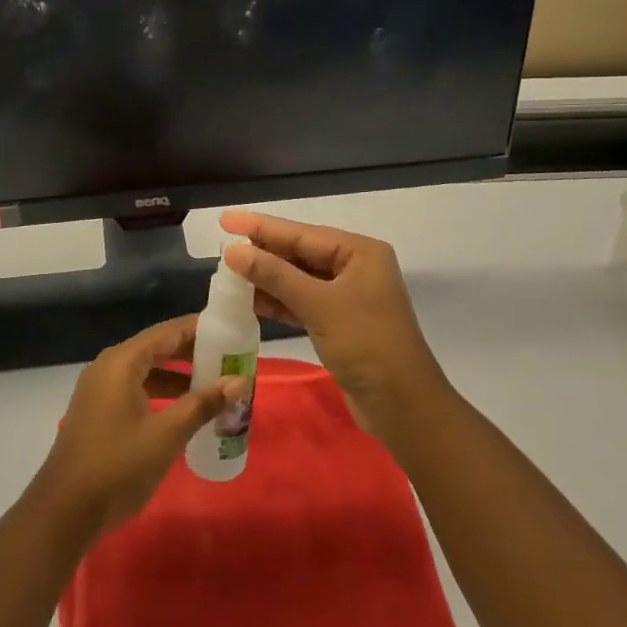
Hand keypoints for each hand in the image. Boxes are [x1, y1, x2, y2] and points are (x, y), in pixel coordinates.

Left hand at [29, 316, 248, 538]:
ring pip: (146, 370)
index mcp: (122, 361)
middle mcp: (108, 366)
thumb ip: (203, 404)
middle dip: (192, 353)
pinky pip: (135, 388)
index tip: (231, 332)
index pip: (168, 331)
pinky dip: (160, 393)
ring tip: (213, 384)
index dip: (200, 330)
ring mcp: (100, 389)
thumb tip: (240, 381)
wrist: (64, 512)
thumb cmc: (118, 466)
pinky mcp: (98, 411)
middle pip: (157, 348)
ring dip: (178, 376)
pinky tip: (183, 410)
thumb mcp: (167, 434)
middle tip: (228, 359)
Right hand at [220, 210, 450, 445]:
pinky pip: (302, 301)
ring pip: (299, 278)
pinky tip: (250, 299)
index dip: (261, 226)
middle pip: (300, 252)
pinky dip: (278, 301)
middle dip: (263, 251)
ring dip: (267, 278)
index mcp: (359, 252)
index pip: (301, 233)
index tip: (226, 220)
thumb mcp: (318, 305)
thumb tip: (233, 251)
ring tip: (228, 273)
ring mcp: (348, 296)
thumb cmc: (366, 345)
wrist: (403, 407)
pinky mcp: (339, 322)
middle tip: (223, 247)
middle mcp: (355, 267)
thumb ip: (274, 275)